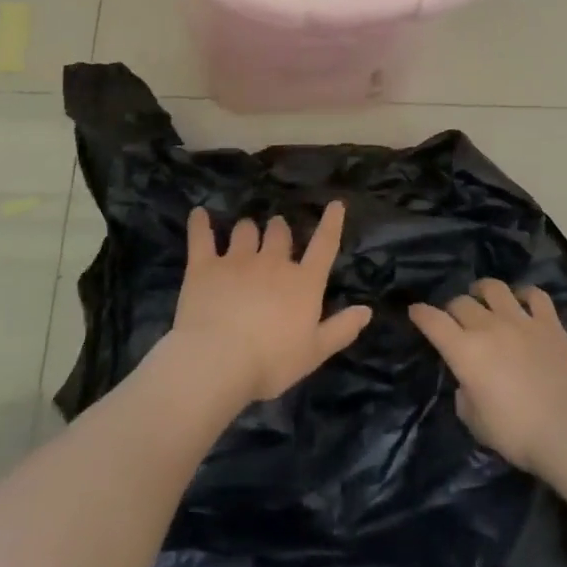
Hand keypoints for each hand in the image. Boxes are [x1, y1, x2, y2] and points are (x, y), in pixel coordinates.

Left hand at [166, 203, 372, 406]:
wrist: (217, 362)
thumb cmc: (271, 362)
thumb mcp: (314, 352)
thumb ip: (341, 329)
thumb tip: (367, 310)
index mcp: (303, 282)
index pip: (324, 245)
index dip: (331, 223)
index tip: (336, 204)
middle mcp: (273, 262)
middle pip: (279, 232)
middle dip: (278, 230)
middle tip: (276, 233)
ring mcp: (237, 260)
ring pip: (245, 230)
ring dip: (247, 230)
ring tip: (244, 233)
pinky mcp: (204, 266)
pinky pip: (202, 236)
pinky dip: (200, 223)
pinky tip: (199, 213)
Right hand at [409, 279, 566, 472]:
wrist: (566, 429)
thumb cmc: (515, 432)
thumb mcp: (475, 422)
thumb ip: (465, 396)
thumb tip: (468, 382)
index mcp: (465, 351)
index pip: (434, 322)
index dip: (421, 314)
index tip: (415, 311)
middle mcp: (489, 327)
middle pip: (462, 303)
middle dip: (452, 308)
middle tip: (455, 319)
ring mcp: (521, 320)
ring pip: (495, 289)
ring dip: (483, 290)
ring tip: (482, 296)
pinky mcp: (549, 322)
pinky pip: (535, 295)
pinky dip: (525, 294)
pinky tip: (522, 301)